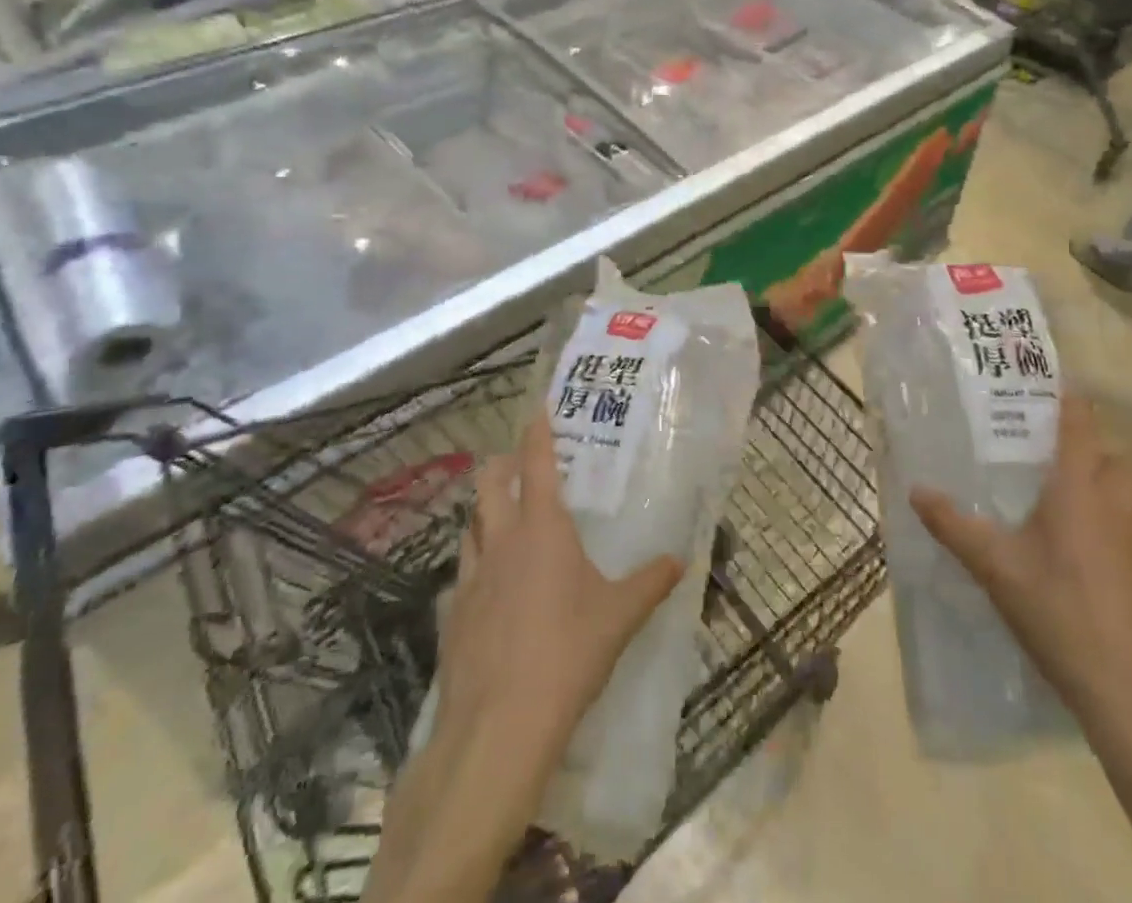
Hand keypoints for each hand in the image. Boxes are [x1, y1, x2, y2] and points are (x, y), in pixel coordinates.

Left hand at [434, 415, 685, 760]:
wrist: (499, 724)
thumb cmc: (568, 652)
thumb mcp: (620, 616)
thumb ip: (651, 582)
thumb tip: (680, 560)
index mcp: (542, 527)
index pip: (535, 462)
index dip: (536, 431)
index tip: (537, 407)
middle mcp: (502, 540)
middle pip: (488, 483)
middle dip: (501, 465)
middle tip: (517, 465)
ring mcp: (470, 577)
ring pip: (469, 525)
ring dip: (483, 513)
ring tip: (500, 519)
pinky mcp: (451, 615)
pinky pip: (461, 575)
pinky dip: (473, 568)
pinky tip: (486, 589)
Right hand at [909, 395, 1131, 730]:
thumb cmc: (1061, 612)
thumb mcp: (995, 567)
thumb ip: (954, 525)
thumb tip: (916, 490)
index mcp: (1079, 489)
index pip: (1080, 425)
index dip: (1068, 400)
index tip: (1047, 385)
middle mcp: (1117, 505)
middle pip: (1114, 457)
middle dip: (1089, 448)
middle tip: (1048, 455)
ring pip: (1128, 494)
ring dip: (1103, 486)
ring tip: (1060, 502)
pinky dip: (1112, 526)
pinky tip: (1080, 557)